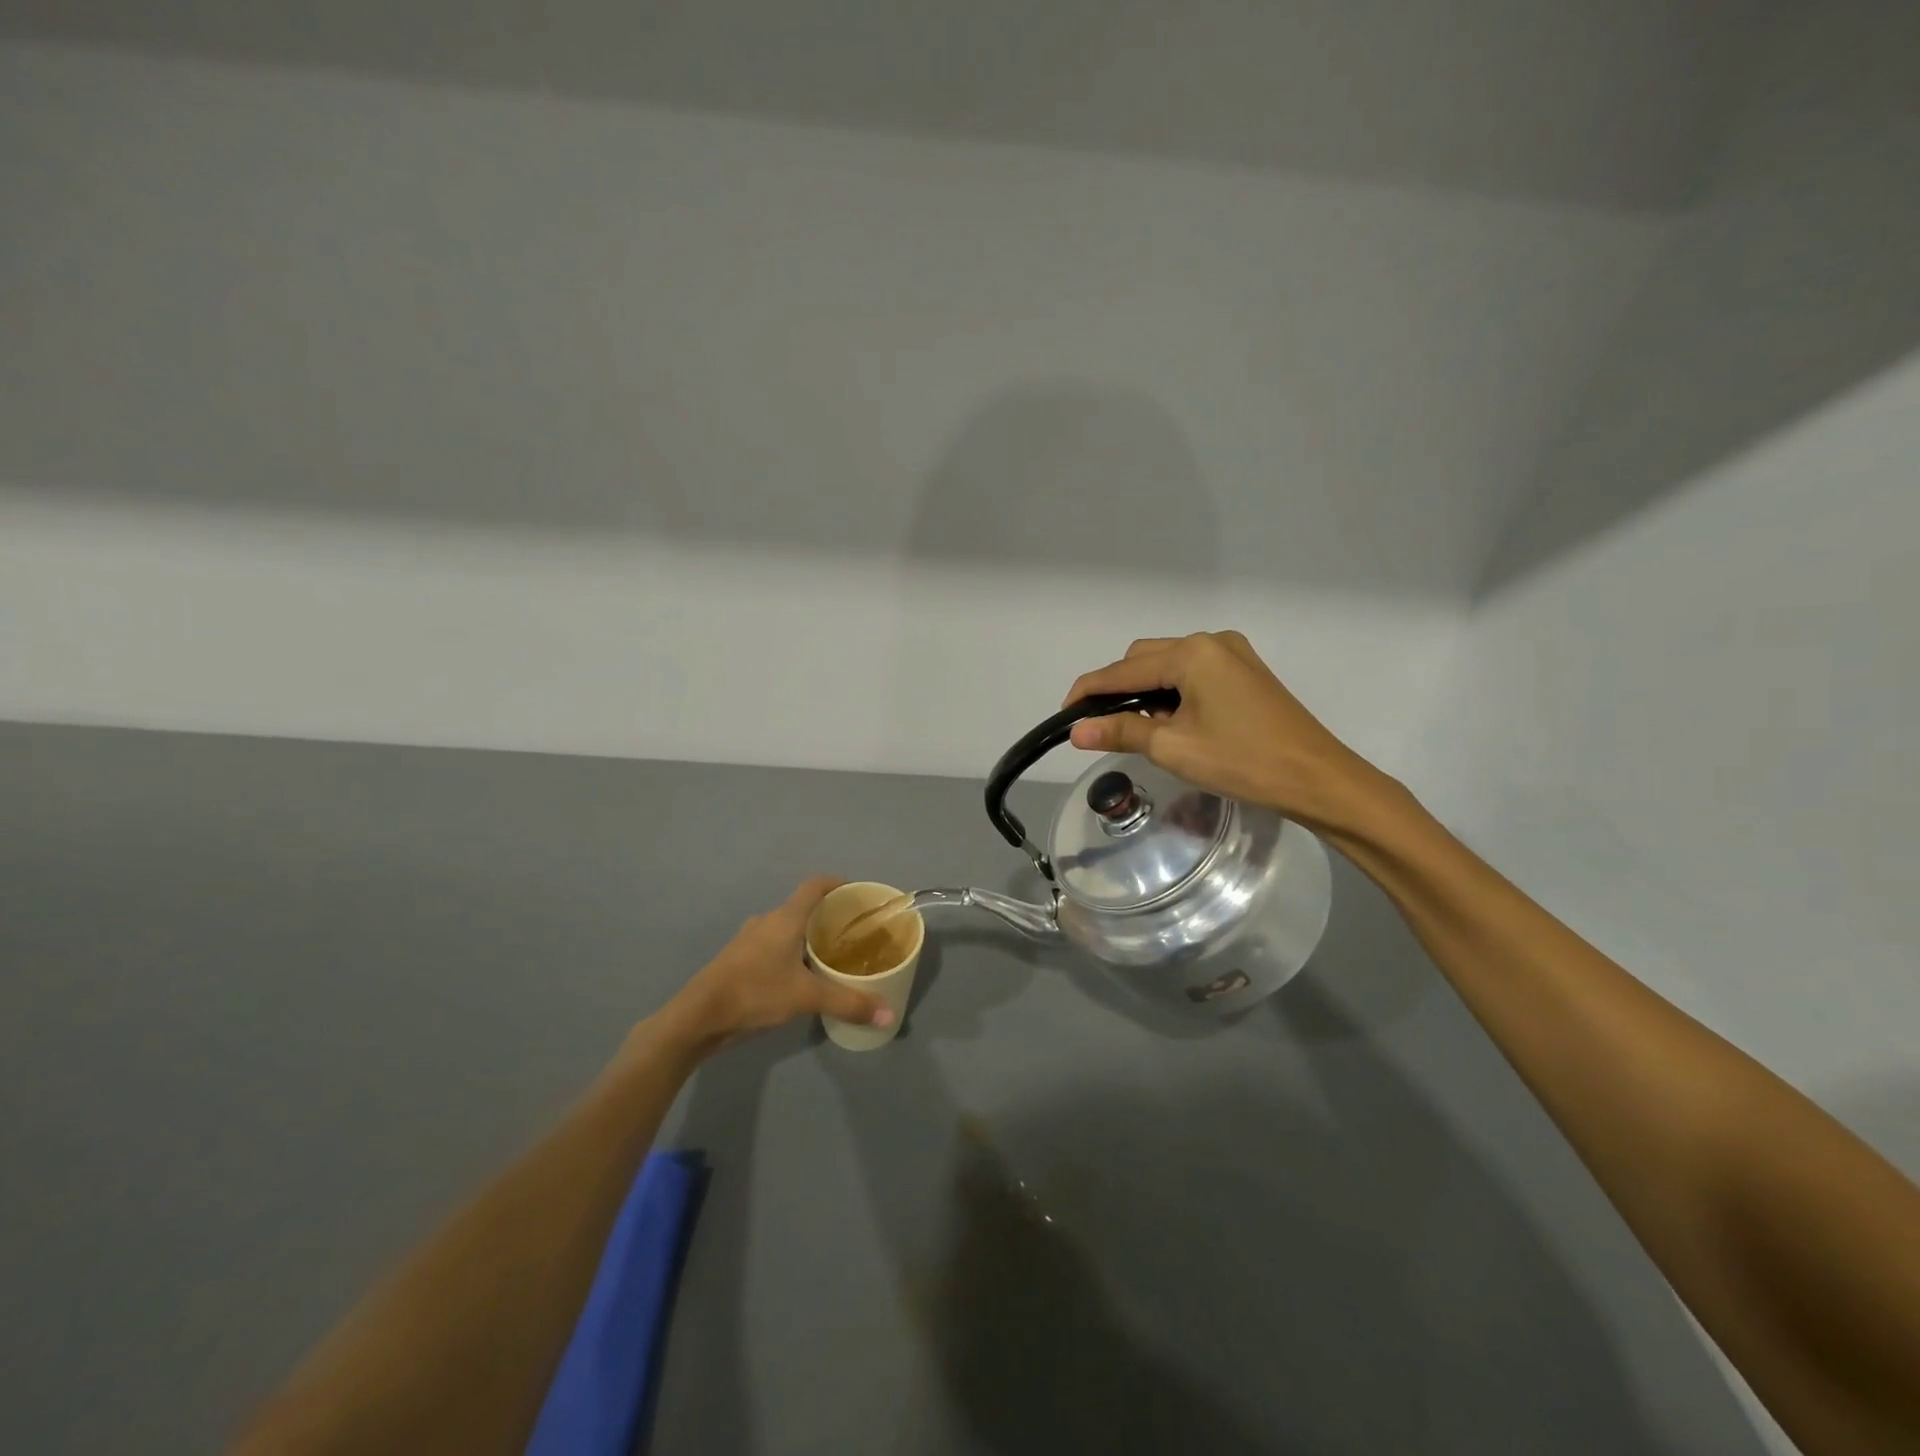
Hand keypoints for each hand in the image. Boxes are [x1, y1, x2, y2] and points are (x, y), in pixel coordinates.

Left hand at [654, 877, 893, 1057]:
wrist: (697, 1017)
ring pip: (787, 929)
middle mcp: (767, 922)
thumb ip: (848, 1003)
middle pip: (803, 907)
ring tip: (833, 956)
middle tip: (854, 932)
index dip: (838, 884)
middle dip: (829, 916)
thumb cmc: (753, 993)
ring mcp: (750, 941)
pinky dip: (793, 953)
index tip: (858, 894)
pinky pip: (774, 946)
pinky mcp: (740, 960)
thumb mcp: (805, 998)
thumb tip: (888, 1015)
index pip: (815, 885)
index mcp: (785, 918)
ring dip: (809, 937)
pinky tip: (802, 977)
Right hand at [1062, 631, 1392, 835]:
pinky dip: (1172, 693)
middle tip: (1103, 728)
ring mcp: (1232, 654)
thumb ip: (1121, 731)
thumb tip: (1076, 731)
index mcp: (1192, 653)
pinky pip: (1193, 673)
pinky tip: (1173, 722)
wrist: (1318, 779)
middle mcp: (1211, 641)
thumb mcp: (1173, 748)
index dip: (1089, 691)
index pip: (1124, 670)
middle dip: (1118, 690)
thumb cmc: (1242, 761)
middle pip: (1144, 659)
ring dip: (1146, 692)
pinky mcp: (1245, 672)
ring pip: (1168, 665)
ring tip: (1141, 731)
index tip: (1064, 715)